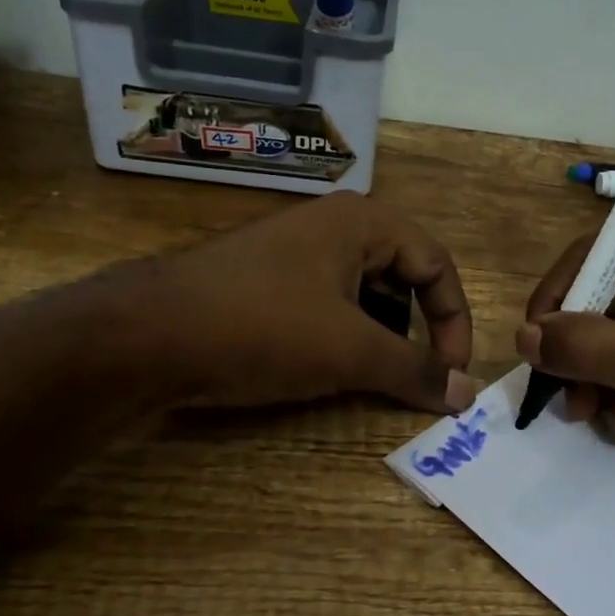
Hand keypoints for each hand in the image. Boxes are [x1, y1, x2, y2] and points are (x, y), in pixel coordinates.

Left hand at [125, 192, 476, 413]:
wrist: (146, 334)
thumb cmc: (264, 328)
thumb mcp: (350, 351)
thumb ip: (416, 370)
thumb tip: (468, 392)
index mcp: (363, 223)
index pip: (437, 265)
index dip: (454, 321)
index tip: (452, 373)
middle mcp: (333, 226)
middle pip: (403, 275)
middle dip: (416, 327)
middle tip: (412, 373)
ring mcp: (295, 251)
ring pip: (364, 291)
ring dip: (380, 334)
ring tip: (370, 373)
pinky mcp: (267, 279)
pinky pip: (327, 301)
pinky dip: (343, 333)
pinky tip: (326, 365)